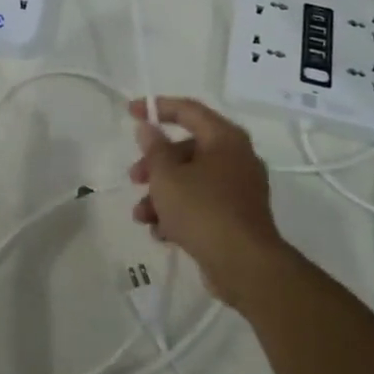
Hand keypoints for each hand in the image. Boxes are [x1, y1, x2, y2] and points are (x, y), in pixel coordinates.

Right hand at [128, 97, 285, 308]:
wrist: (244, 265)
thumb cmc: (202, 210)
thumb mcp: (166, 176)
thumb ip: (153, 149)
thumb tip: (149, 129)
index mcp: (224, 139)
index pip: (188, 110)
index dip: (157, 107)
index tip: (130, 112)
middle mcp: (236, 158)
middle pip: (186, 149)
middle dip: (154, 165)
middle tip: (134, 178)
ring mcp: (239, 189)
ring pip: (191, 180)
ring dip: (161, 194)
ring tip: (142, 216)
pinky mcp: (236, 217)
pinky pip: (201, 204)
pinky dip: (179, 213)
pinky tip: (161, 233)